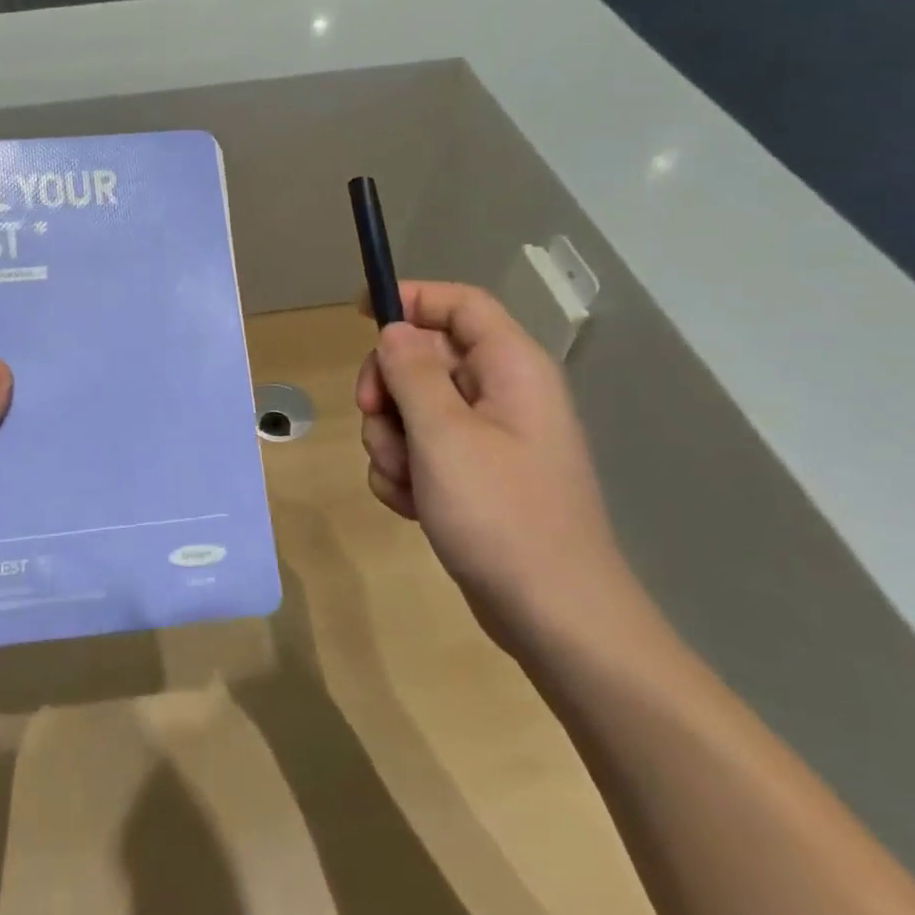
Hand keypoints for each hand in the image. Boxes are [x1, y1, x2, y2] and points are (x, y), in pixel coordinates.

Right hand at [355, 281, 641, 654]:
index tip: (359, 314)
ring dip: (391, 439)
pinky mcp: (473, 476)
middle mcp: (502, 393)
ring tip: (406, 480)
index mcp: (511, 368)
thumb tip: (394, 332)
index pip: (458, 304)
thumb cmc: (502, 514)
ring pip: (413, 408)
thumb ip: (412, 371)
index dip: (410, 297)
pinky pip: (421, 450)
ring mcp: (488, 438)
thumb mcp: (443, 434)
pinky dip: (405, 471)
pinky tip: (412, 505)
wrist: (555, 618)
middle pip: (424, 356)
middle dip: (388, 387)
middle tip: (374, 418)